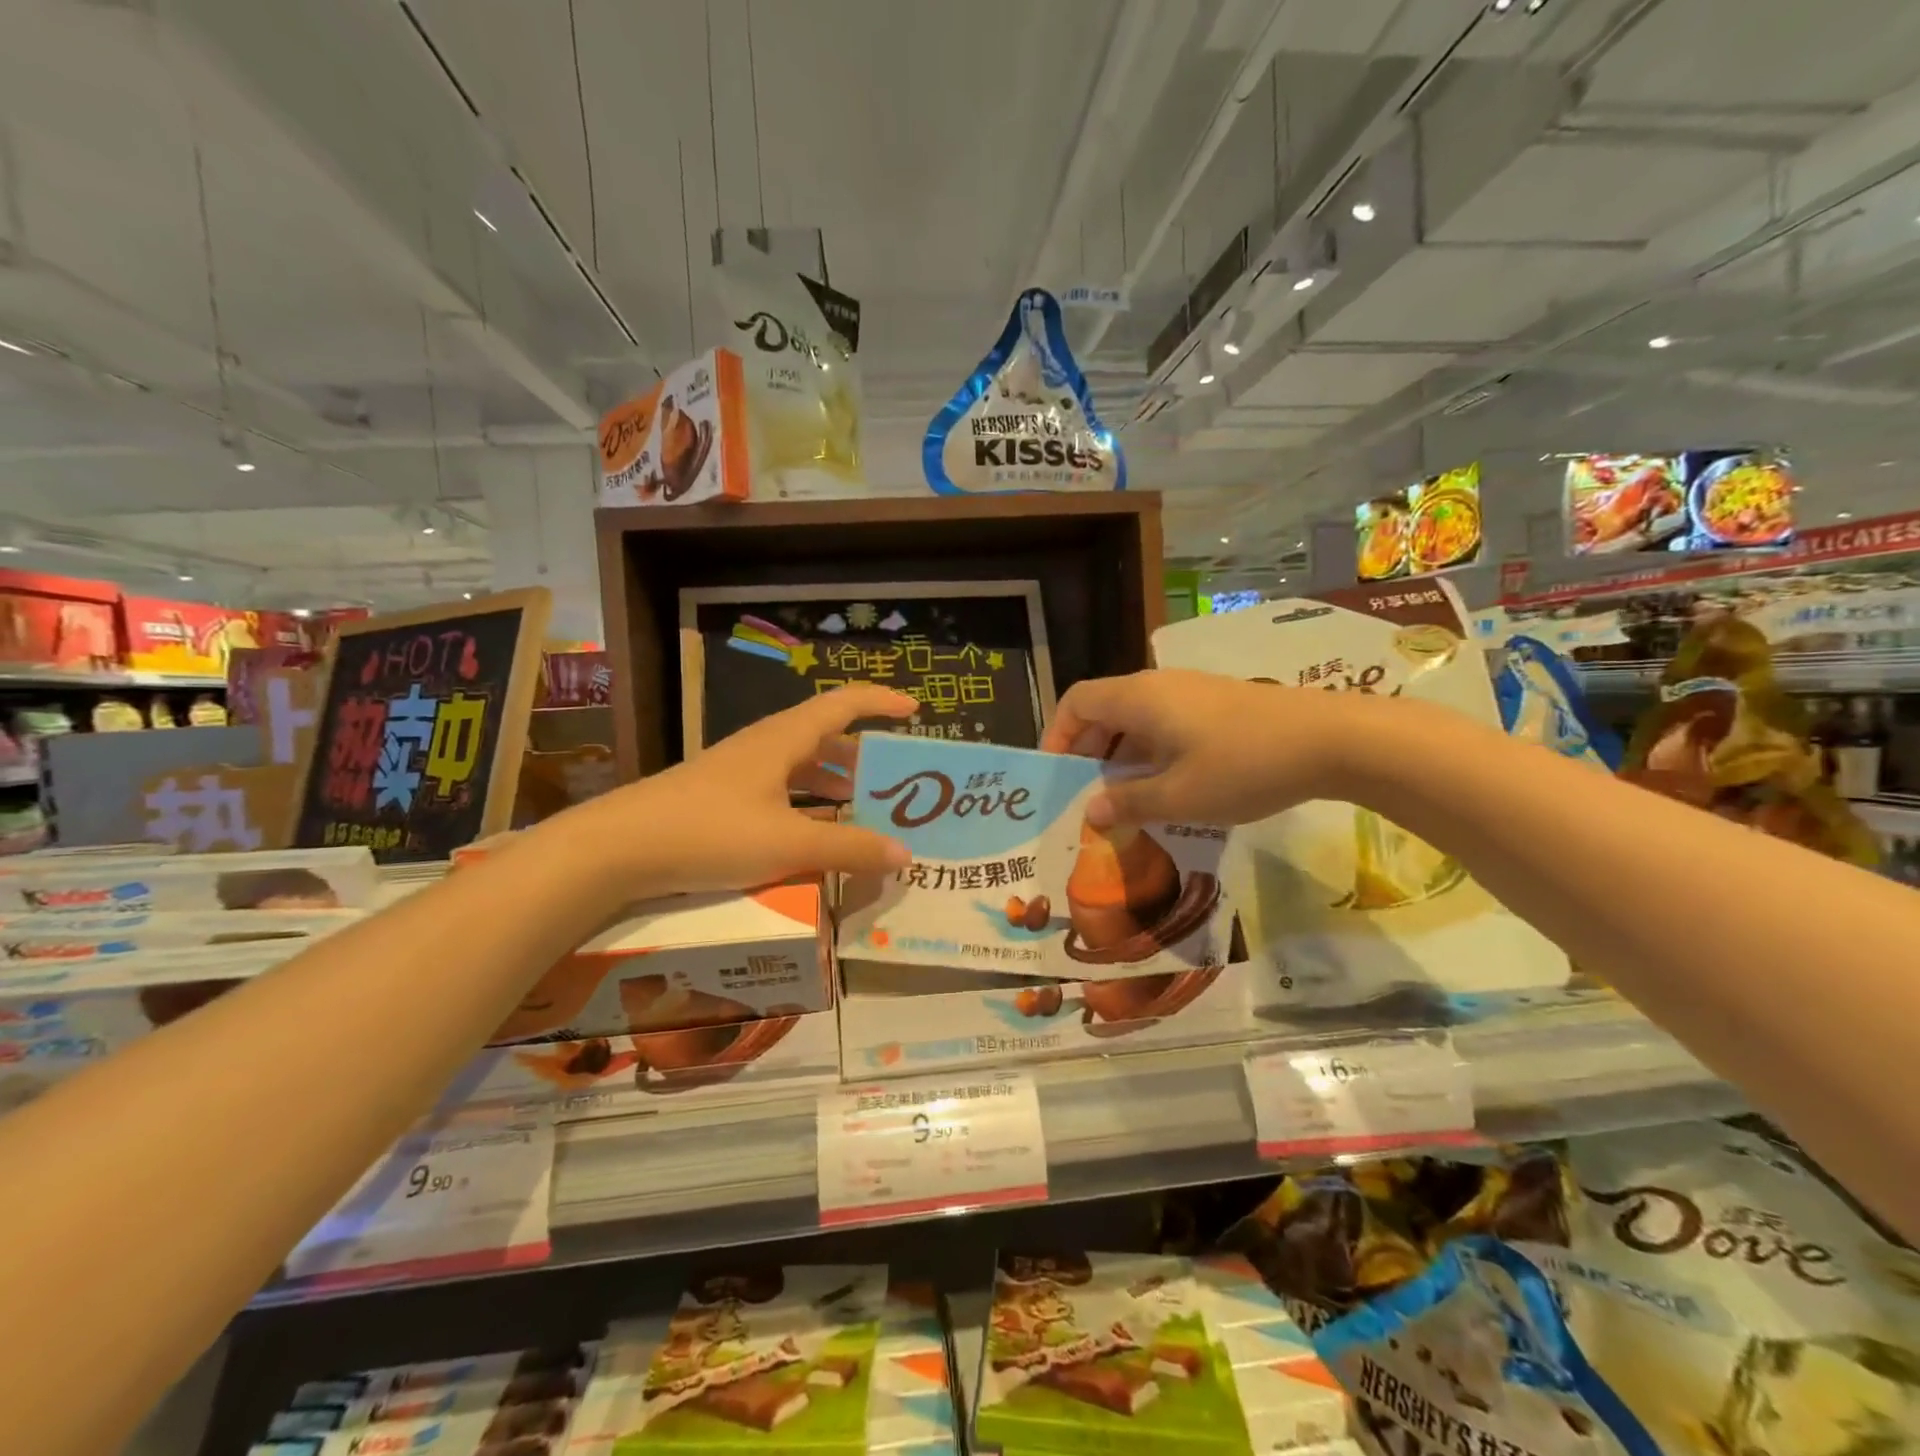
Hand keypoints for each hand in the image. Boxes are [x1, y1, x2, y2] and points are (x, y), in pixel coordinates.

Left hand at [574, 685, 918, 895]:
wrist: (617, 848)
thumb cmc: (710, 832)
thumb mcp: (788, 844)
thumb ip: (849, 849)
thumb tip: (904, 853)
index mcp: (784, 739)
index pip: (844, 704)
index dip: (881, 702)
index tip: (915, 712)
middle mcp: (764, 746)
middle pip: (825, 737)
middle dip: (864, 754)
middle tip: (896, 779)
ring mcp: (740, 772)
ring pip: (801, 766)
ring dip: (835, 783)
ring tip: (865, 808)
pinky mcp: (722, 798)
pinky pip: (780, 791)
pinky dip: (807, 806)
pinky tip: (814, 835)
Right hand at [1040, 669, 1359, 827]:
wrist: (1332, 739)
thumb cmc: (1243, 766)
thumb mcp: (1179, 797)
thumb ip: (1128, 803)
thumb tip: (1090, 812)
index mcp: (1138, 699)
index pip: (1077, 702)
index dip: (1058, 735)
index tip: (1057, 776)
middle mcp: (1158, 686)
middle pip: (1105, 709)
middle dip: (1089, 752)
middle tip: (1089, 795)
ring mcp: (1191, 692)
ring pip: (1137, 718)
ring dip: (1122, 755)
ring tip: (1125, 798)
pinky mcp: (1217, 704)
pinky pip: (1165, 722)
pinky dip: (1151, 751)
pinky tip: (1169, 786)